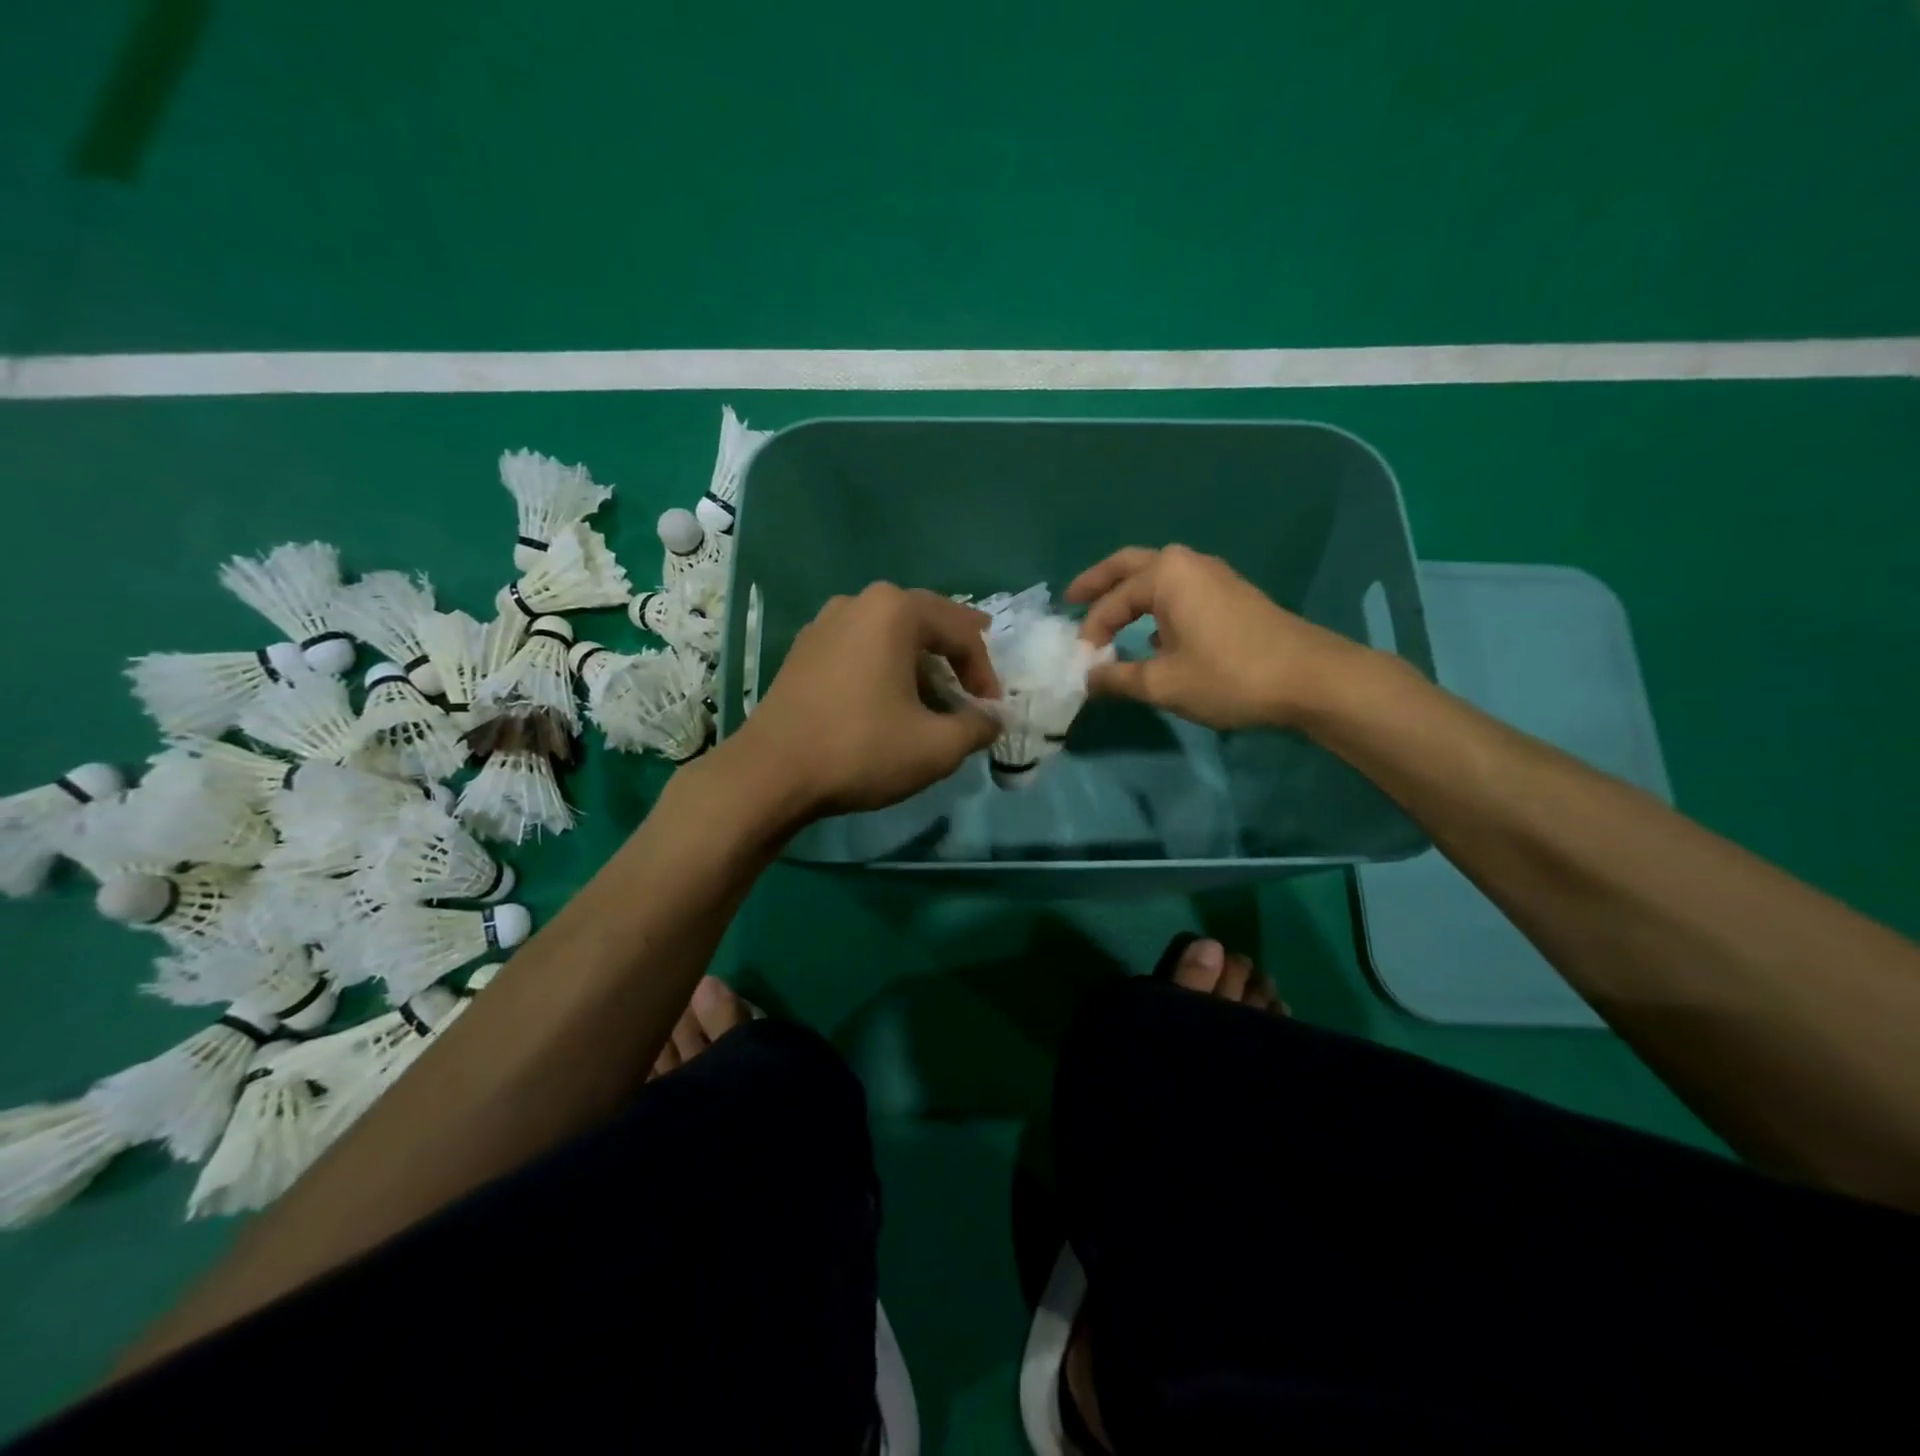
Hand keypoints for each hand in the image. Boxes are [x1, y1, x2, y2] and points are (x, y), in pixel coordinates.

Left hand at [727, 583, 1000, 816]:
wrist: (770, 773)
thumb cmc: (861, 749)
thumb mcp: (936, 747)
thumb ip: (978, 727)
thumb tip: (992, 720)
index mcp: (895, 611)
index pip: (961, 631)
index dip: (985, 670)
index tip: (991, 709)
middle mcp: (858, 603)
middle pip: (924, 620)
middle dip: (955, 650)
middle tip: (975, 673)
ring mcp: (824, 624)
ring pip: (889, 633)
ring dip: (918, 658)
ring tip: (934, 690)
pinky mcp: (803, 651)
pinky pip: (860, 647)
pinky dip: (884, 665)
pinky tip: (888, 696)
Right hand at [1066, 545, 1366, 729]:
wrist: (1310, 679)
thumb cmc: (1229, 675)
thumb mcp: (1163, 683)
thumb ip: (1117, 678)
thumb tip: (1087, 678)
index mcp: (1165, 574)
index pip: (1111, 601)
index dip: (1090, 633)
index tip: (1081, 664)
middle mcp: (1187, 563)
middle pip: (1130, 565)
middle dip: (1099, 582)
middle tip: (1072, 598)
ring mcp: (1213, 575)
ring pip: (1157, 576)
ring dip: (1130, 593)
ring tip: (1108, 617)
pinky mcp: (1231, 594)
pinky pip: (1179, 590)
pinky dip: (1156, 604)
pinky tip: (1154, 634)